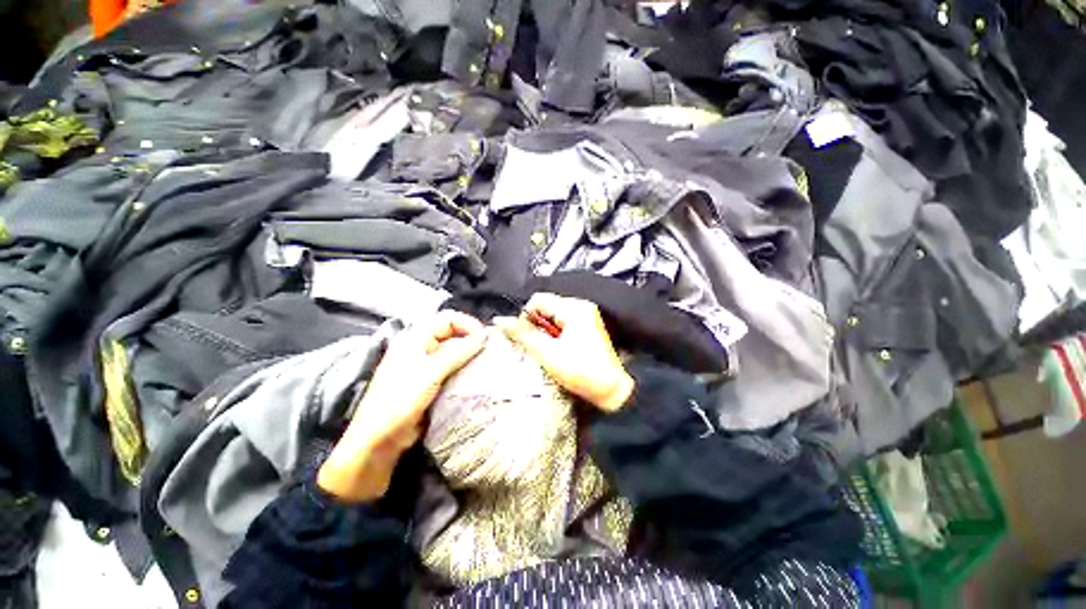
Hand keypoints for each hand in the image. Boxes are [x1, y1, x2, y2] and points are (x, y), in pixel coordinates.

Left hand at [318, 311, 485, 501]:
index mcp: (415, 339)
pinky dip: (466, 367)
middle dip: (472, 338)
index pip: (448, 318)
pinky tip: (475, 376)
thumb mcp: (427, 376)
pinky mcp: (432, 380)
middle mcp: (422, 347)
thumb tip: (482, 337)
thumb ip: (454, 353)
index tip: (485, 340)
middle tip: (488, 352)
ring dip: (471, 353)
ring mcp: (427, 364)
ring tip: (485, 364)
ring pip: (456, 349)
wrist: (379, 443)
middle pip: (453, 332)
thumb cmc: (397, 405)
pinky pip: (454, 366)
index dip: (468, 325)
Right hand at [495, 293, 633, 411]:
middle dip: (537, 324)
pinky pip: (564, 321)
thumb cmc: (582, 372)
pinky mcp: (588, 324)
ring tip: (550, 349)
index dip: (526, 317)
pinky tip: (559, 348)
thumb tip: (501, 321)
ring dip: (546, 330)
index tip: (526, 337)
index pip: (538, 299)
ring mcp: (587, 314)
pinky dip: (556, 332)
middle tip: (539, 345)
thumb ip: (523, 334)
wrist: (611, 389)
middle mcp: (582, 306)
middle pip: (546, 305)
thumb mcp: (547, 353)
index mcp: (574, 308)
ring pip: (554, 314)